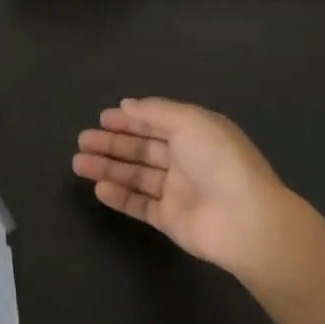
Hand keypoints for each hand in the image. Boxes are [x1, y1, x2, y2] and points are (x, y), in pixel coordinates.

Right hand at [73, 97, 310, 280]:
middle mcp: (185, 160)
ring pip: (136, 176)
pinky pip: (140, 205)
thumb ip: (155, 111)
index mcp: (194, 133)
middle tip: (82, 141)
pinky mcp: (169, 219)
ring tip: (79, 163)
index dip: (129, 119)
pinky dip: (120, 196)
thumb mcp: (189, 121)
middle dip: (112, 143)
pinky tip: (99, 188)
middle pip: (142, 149)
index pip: (156, 123)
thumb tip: (127, 104)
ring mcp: (177, 191)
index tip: (102, 118)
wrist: (245, 220)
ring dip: (108, 168)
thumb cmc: (218, 161)